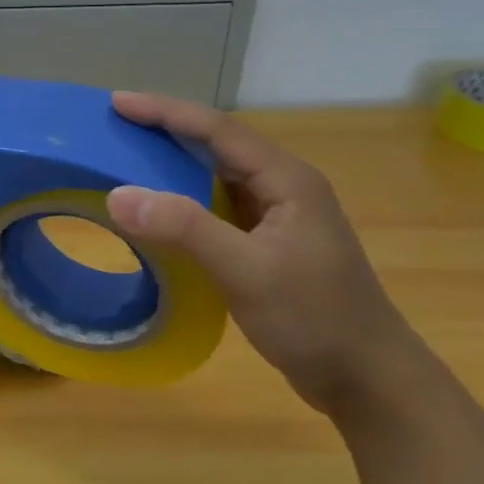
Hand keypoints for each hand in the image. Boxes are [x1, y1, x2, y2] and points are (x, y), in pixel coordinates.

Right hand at [104, 92, 413, 413]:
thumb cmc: (314, 319)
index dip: (165, 112)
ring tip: (128, 155)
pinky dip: (184, 198)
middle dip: (166, 129)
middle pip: (217, 144)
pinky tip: (160, 207)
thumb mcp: (246, 271)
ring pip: (217, 175)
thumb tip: (117, 194)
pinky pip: (218, 205)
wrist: (368, 380)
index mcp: (286, 180)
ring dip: (174, 162)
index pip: (217, 130)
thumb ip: (183, 228)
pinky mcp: (269, 243)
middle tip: (116, 124)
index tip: (117, 103)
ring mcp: (278, 216)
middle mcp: (283, 187)